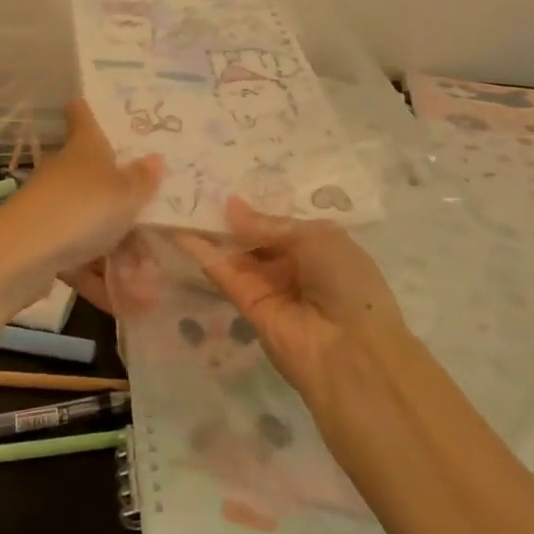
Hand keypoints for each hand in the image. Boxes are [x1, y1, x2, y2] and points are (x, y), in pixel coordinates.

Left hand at [0, 101, 161, 298]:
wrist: (21, 256)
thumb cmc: (81, 210)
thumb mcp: (125, 195)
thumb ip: (142, 180)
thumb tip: (155, 159)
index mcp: (84, 149)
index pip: (81, 115)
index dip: (88, 108)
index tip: (95, 104)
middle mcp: (65, 173)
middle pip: (95, 176)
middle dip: (123, 199)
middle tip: (155, 214)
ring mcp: (51, 209)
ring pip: (89, 223)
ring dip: (117, 250)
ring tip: (150, 279)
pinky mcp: (42, 244)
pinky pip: (78, 259)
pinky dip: (98, 278)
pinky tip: (125, 303)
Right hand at [176, 197, 407, 397]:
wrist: (352, 353)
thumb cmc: (347, 283)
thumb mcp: (316, 238)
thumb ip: (269, 225)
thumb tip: (231, 205)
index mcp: (317, 246)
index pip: (278, 222)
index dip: (254, 205)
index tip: (223, 180)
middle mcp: (291, 265)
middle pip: (253, 237)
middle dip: (228, 216)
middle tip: (195, 186)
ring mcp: (268, 287)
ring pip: (235, 254)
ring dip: (210, 231)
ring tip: (180, 202)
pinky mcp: (247, 306)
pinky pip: (225, 274)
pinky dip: (203, 254)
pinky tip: (181, 232)